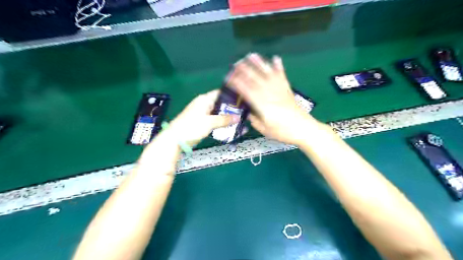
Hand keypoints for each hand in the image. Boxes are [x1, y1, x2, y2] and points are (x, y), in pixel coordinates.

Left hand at [167, 90, 240, 146]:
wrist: (176, 139)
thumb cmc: (192, 126)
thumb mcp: (210, 122)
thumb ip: (224, 119)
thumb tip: (238, 117)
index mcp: (205, 100)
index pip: (220, 93)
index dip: (230, 96)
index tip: (241, 100)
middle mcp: (204, 105)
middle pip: (220, 104)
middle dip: (231, 109)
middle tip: (243, 113)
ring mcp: (203, 114)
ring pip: (218, 114)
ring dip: (227, 118)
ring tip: (239, 121)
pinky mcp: (202, 123)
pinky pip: (215, 121)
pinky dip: (221, 124)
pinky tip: (230, 127)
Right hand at [228, 53, 318, 145]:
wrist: (303, 129)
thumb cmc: (282, 132)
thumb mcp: (264, 130)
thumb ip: (254, 120)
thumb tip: (249, 113)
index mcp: (262, 105)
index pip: (246, 91)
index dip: (237, 83)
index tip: (229, 78)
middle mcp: (269, 94)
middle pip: (255, 79)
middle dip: (244, 70)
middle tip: (236, 63)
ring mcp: (279, 90)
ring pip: (267, 74)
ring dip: (259, 64)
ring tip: (251, 55)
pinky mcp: (287, 89)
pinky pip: (282, 76)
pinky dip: (279, 66)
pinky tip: (276, 58)